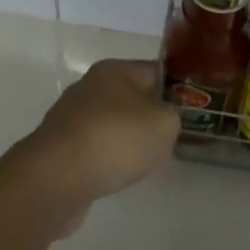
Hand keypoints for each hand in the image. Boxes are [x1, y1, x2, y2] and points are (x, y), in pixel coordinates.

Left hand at [22, 59, 178, 212]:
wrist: (56, 179)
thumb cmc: (115, 139)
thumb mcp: (164, 123)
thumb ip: (173, 115)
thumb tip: (162, 119)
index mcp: (114, 70)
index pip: (155, 70)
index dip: (177, 88)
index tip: (193, 109)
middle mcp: (89, 87)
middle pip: (131, 97)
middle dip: (151, 116)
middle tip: (172, 137)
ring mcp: (70, 118)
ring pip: (112, 124)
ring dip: (128, 140)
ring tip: (146, 160)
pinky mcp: (59, 148)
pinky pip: (94, 149)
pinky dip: (108, 160)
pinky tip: (117, 175)